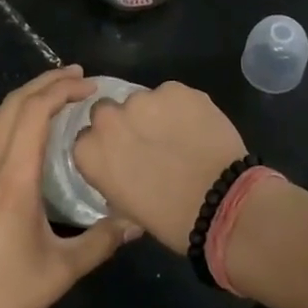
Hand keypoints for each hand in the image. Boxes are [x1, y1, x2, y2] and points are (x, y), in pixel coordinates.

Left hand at [0, 66, 140, 307]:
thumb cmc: (6, 298)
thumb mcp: (61, 272)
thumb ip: (102, 241)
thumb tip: (138, 222)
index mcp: (13, 180)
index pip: (34, 112)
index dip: (61, 89)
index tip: (88, 85)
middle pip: (10, 106)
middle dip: (43, 83)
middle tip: (74, 76)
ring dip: (19, 99)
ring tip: (47, 95)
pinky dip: (0, 122)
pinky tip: (14, 135)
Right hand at [72, 82, 246, 254]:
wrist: (220, 203)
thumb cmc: (169, 219)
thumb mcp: (126, 206)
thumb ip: (113, 175)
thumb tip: (122, 167)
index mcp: (89, 151)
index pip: (87, 138)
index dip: (107, 145)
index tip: (123, 156)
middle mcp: (109, 119)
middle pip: (108, 110)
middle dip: (125, 123)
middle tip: (149, 142)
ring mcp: (143, 99)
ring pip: (143, 100)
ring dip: (155, 114)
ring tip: (179, 135)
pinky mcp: (175, 89)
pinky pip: (173, 95)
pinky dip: (182, 108)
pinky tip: (198, 127)